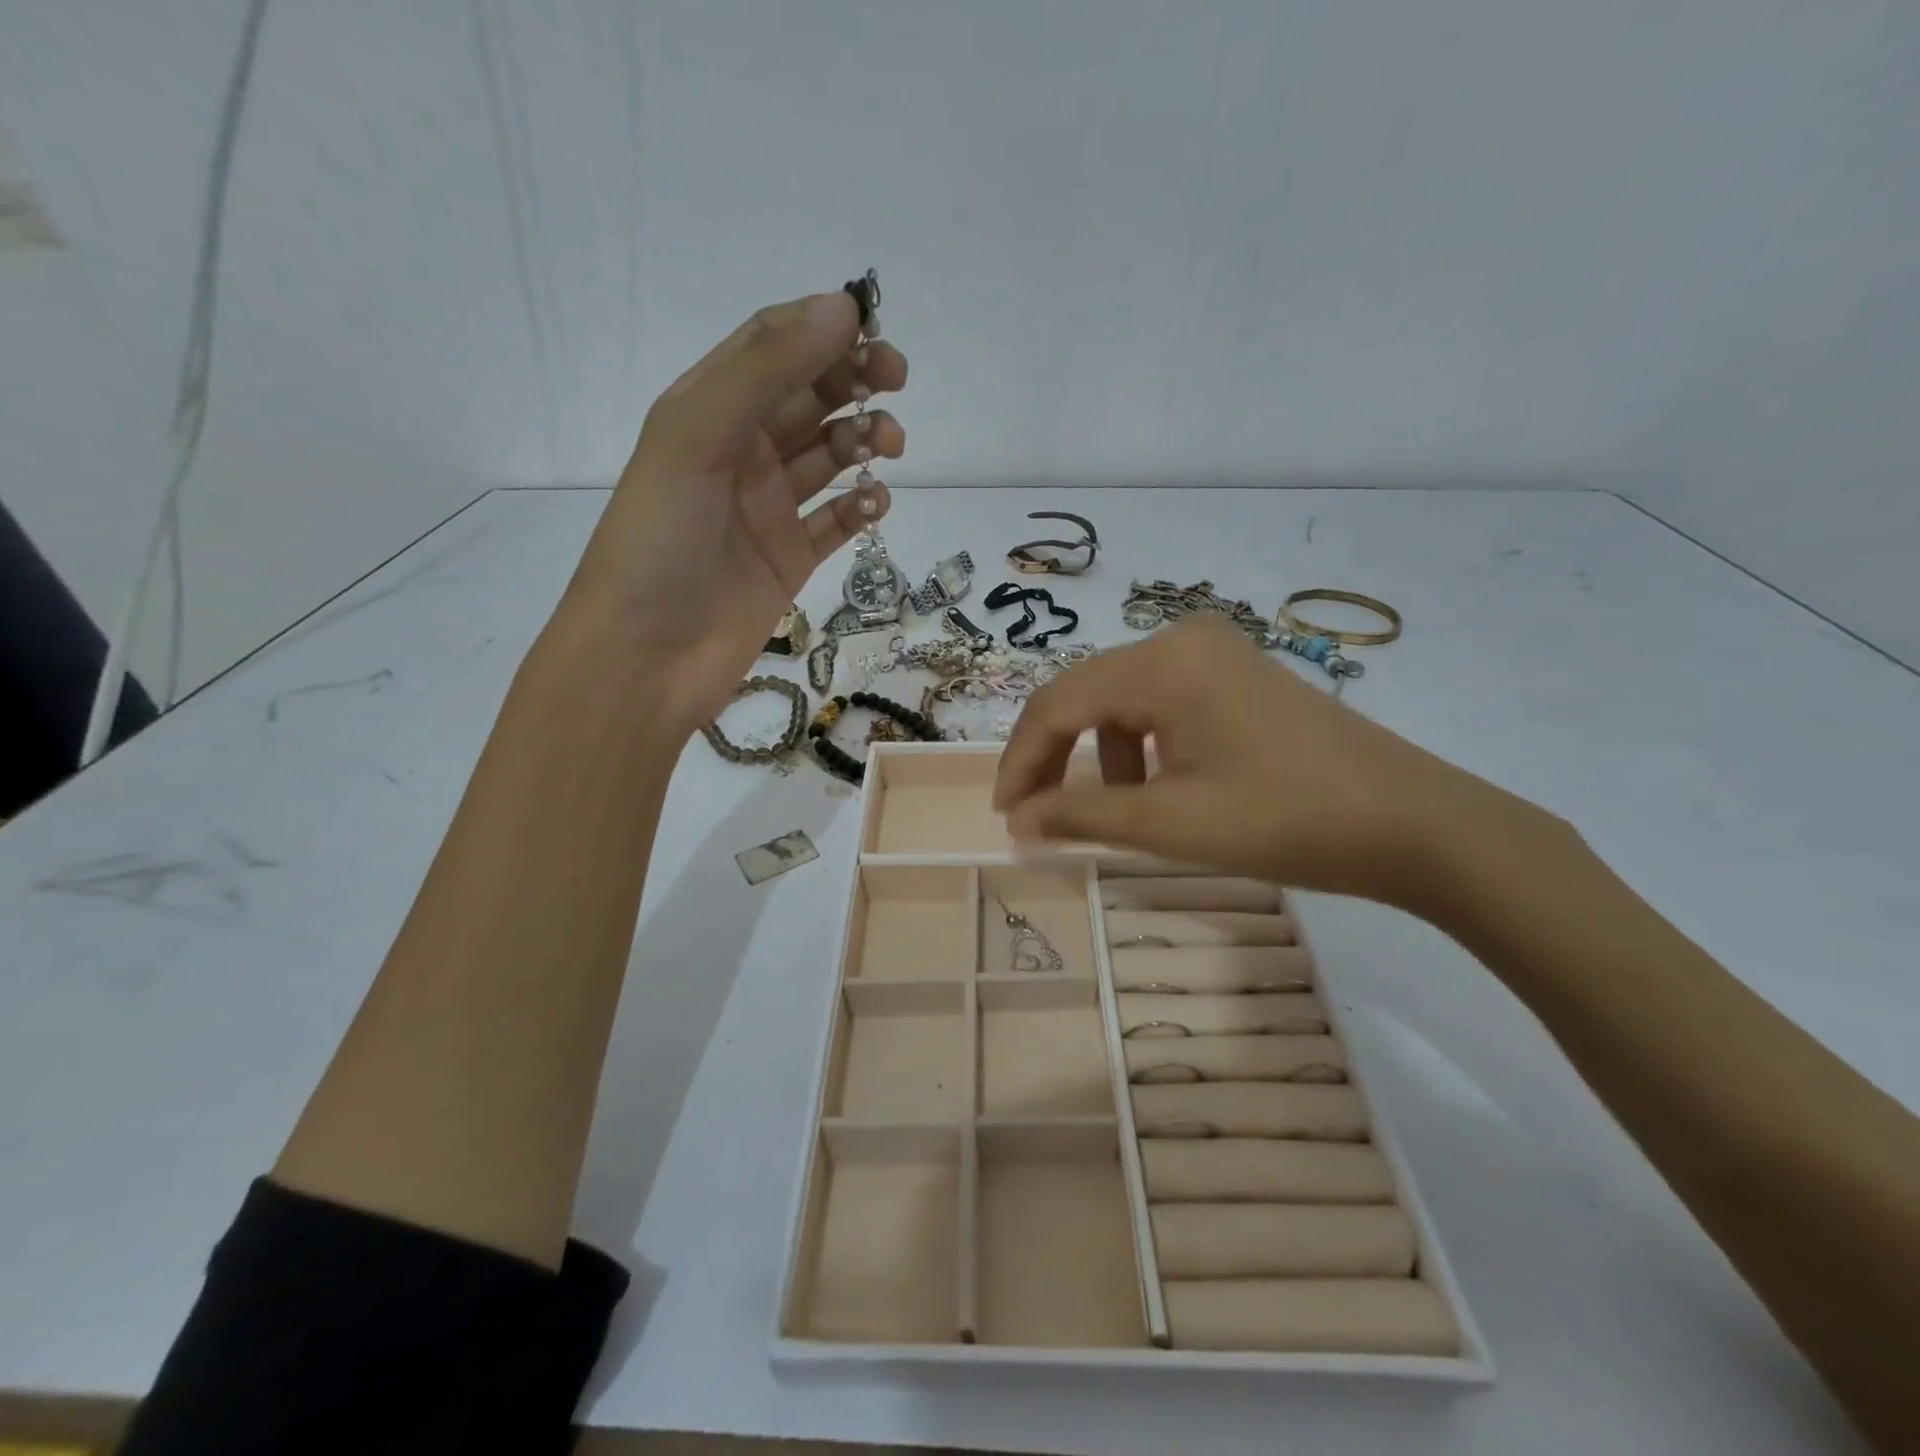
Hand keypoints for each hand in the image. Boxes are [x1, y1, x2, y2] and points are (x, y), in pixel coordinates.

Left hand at [562, 290, 906, 730]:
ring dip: (863, 440)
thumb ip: (765, 371)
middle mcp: (738, 453)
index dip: (821, 328)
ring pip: (828, 457)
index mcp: (706, 412)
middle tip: (897, 380)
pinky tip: (876, 504)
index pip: (770, 348)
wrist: (645, 659)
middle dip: (853, 380)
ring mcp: (766, 509)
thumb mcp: (697, 437)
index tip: (873, 326)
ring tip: (891, 445)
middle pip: (807, 397)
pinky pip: (836, 522)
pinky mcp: (789, 559)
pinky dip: (861, 507)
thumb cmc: (659, 543)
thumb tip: (841, 307)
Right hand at [993, 615, 1534, 910]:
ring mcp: (1215, 653)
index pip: (1058, 703)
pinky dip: (1143, 747)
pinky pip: (1162, 705)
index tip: (1004, 815)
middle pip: (1086, 696)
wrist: (1415, 824)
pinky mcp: (1238, 675)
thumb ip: (1081, 816)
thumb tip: (1016, 822)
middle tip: (1037, 817)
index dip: (1021, 760)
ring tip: (1116, 812)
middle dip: (1055, 757)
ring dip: (1101, 756)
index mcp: (1161, 662)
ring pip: (1123, 702)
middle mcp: (1181, 639)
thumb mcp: (1171, 822)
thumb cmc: (1287, 819)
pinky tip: (1161, 788)